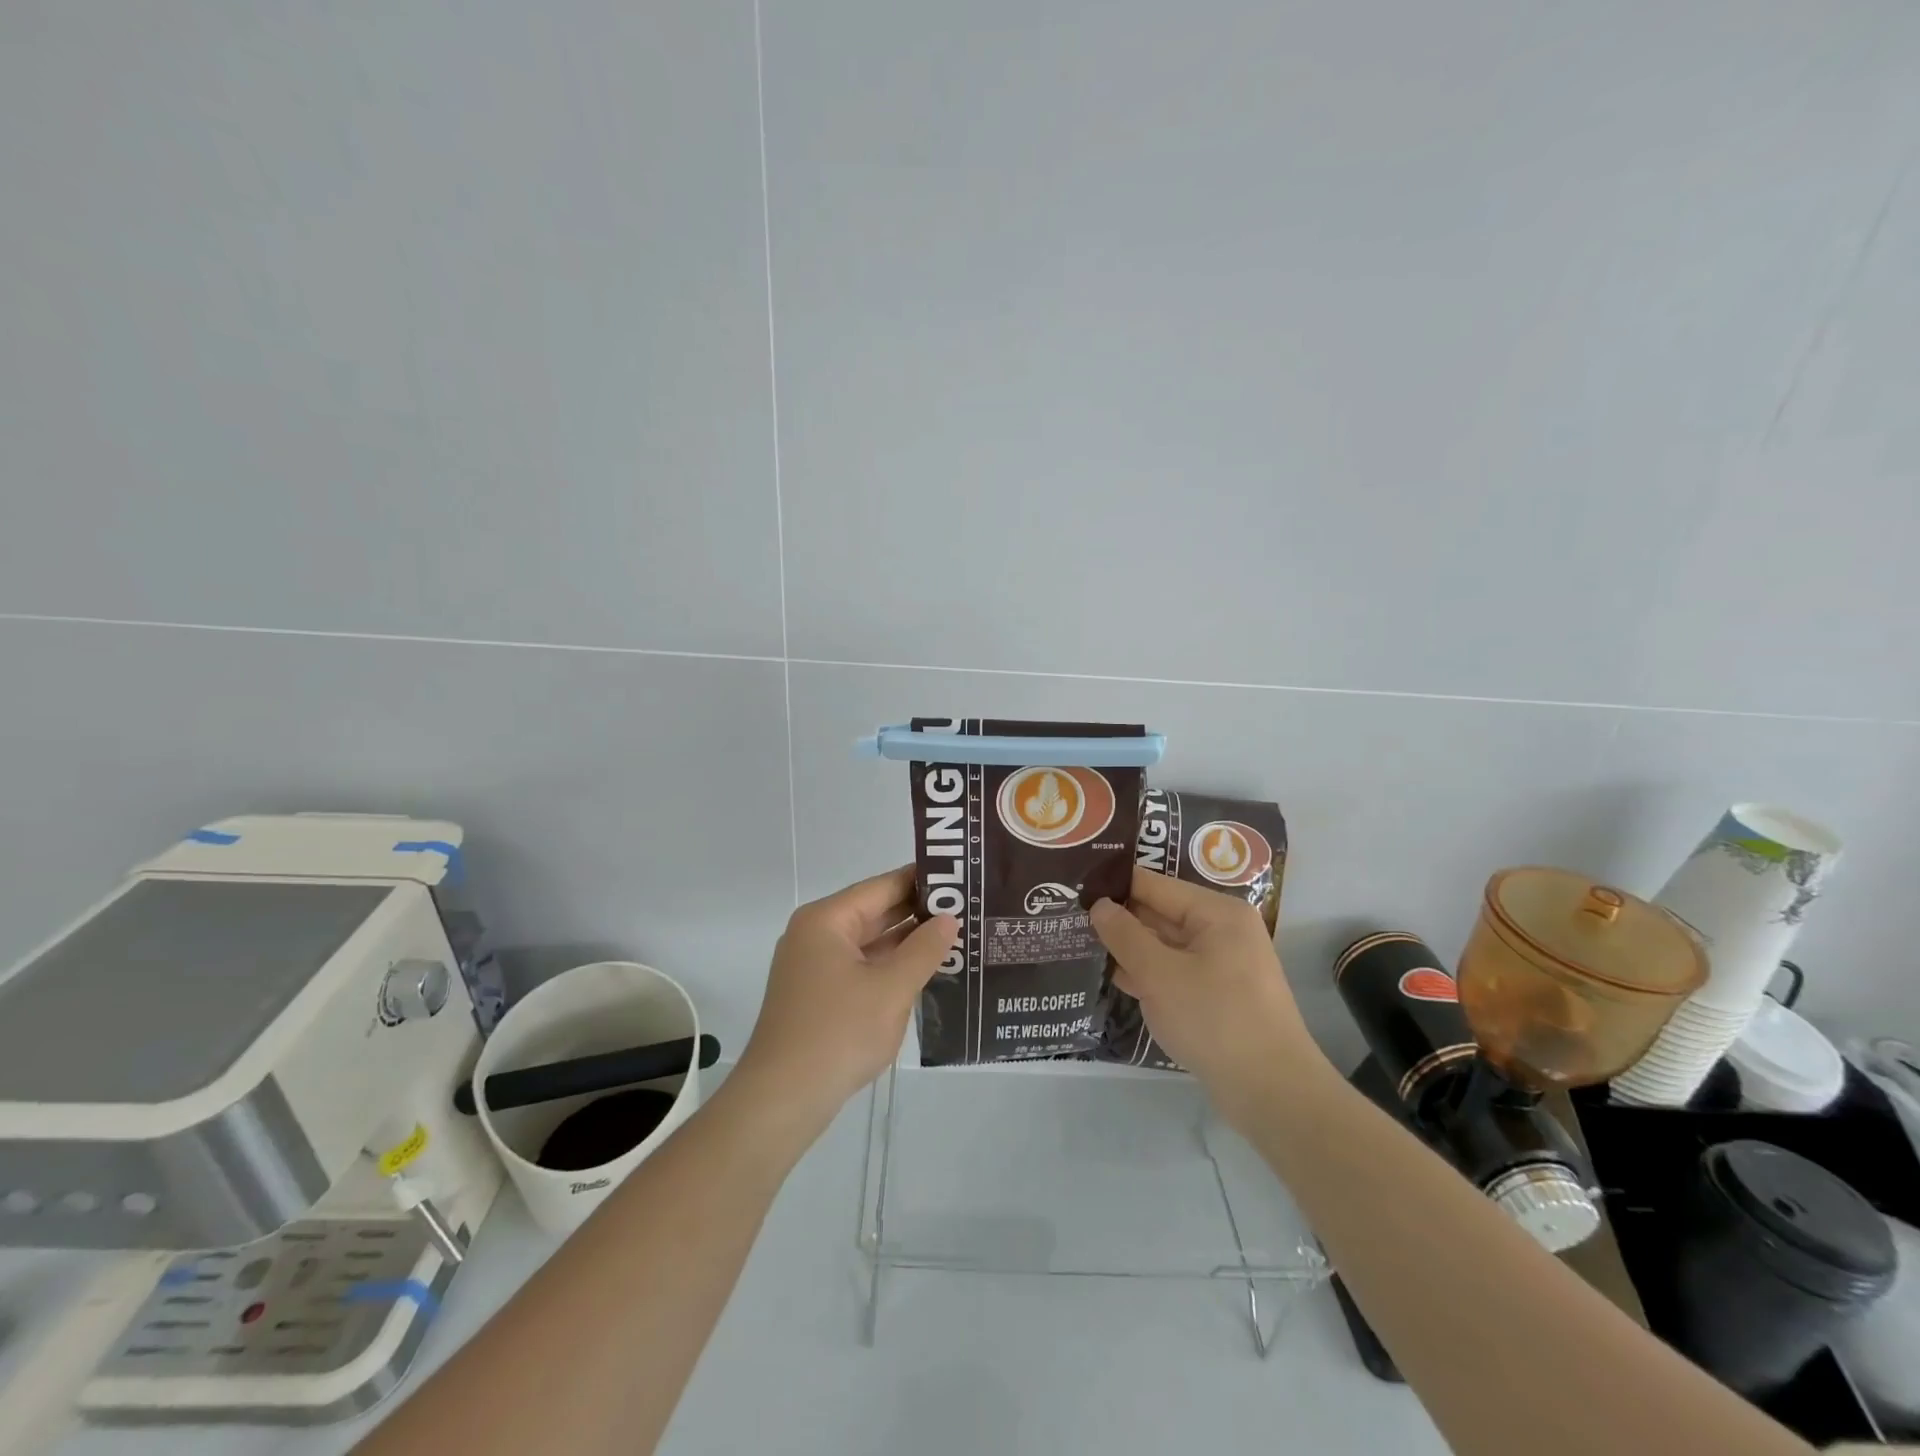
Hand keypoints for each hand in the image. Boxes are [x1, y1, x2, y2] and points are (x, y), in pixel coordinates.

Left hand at [733, 866, 956, 1133]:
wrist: (782, 1100)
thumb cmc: (838, 1034)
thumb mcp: (891, 989)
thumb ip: (924, 949)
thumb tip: (948, 919)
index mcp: (827, 920)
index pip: (883, 886)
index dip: (923, 880)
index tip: (962, 877)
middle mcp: (816, 935)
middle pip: (875, 912)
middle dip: (919, 913)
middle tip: (968, 909)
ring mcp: (814, 966)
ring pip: (870, 943)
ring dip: (908, 943)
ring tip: (957, 938)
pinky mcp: (818, 995)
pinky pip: (861, 968)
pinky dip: (891, 968)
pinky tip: (926, 973)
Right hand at [1091, 867, 1330, 1127]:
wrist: (1273, 1093)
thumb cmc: (1215, 1020)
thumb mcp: (1159, 974)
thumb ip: (1124, 935)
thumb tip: (1098, 904)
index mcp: (1215, 912)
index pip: (1153, 885)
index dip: (1112, 886)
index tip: (1072, 889)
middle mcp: (1222, 930)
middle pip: (1159, 913)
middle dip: (1117, 919)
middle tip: (1067, 919)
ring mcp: (1222, 964)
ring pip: (1164, 945)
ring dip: (1128, 949)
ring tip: (1078, 944)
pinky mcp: (1218, 995)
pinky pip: (1174, 972)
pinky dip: (1147, 974)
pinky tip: (1110, 978)